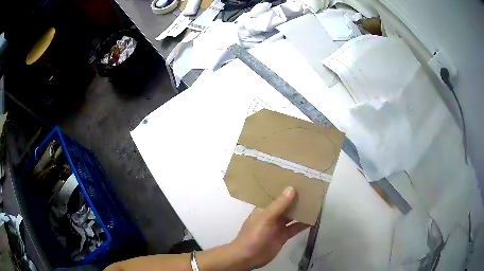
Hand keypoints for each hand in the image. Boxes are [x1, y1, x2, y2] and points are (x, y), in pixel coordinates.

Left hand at [230, 187, 308, 268]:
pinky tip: (314, 219)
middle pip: (286, 205)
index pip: (276, 195)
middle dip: (297, 199)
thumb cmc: (254, 234)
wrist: (248, 257)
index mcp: (264, 208)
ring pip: (292, 216)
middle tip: (312, 190)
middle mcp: (272, 215)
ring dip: (302, 211)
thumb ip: (279, 205)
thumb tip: (291, 188)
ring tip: (316, 202)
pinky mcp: (283, 236)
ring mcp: (278, 226)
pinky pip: (295, 228)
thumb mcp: (266, 218)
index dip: (286, 188)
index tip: (299, 180)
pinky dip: (304, 224)